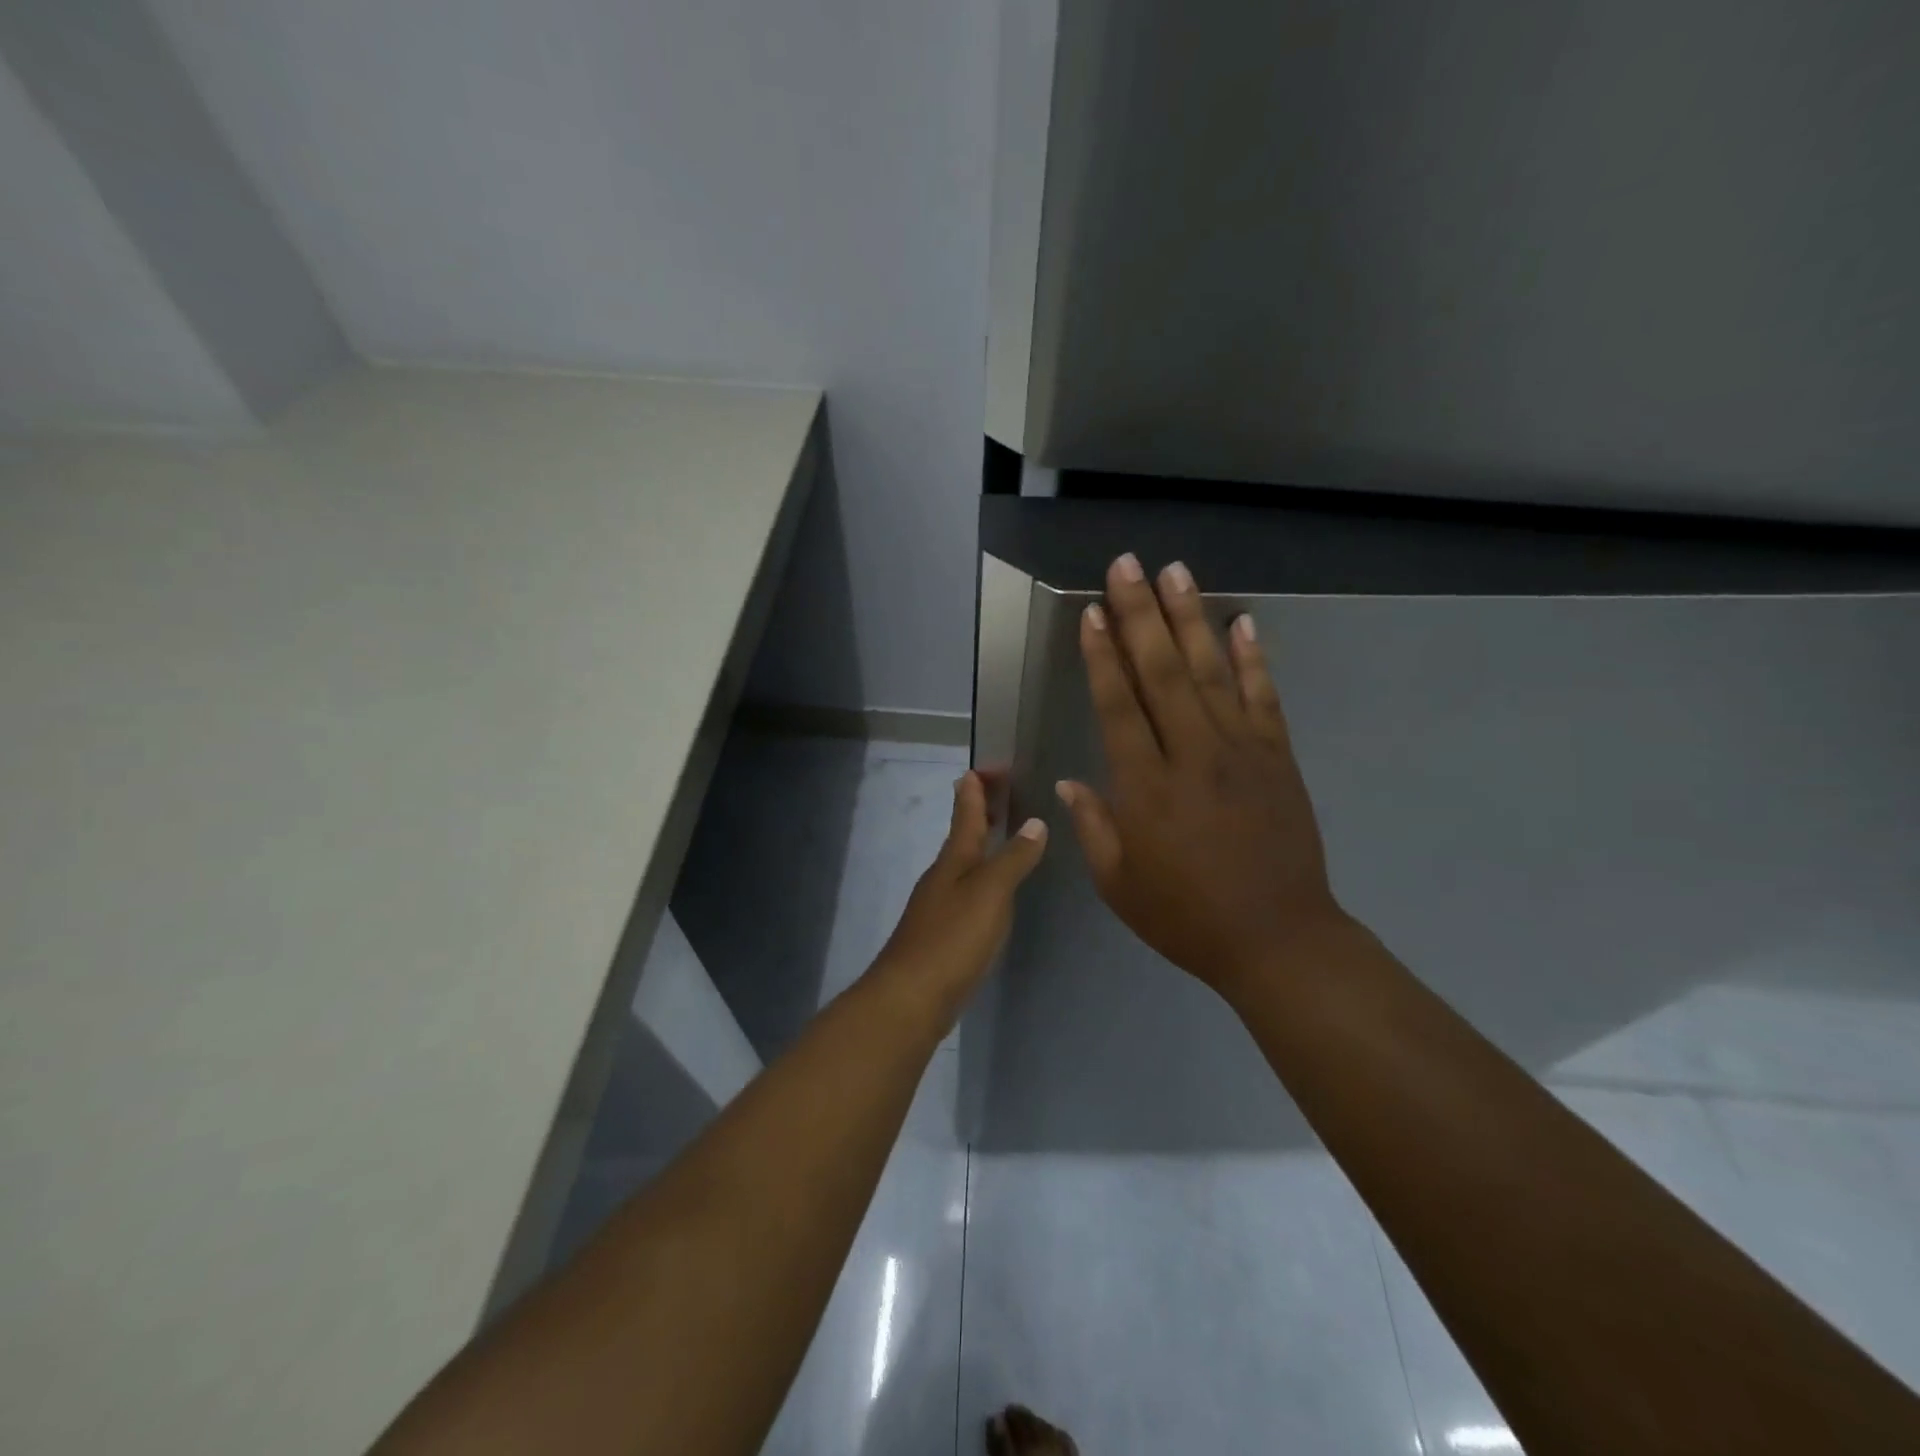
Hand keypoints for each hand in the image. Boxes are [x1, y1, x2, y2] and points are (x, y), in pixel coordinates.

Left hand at [871, 770, 1047, 1010]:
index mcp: (954, 859)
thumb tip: (1035, 822)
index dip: (976, 788)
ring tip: (1002, 832)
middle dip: (979, 809)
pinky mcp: (943, 932)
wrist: (910, 997)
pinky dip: (981, 875)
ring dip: (981, 842)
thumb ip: (1014, 858)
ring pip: (963, 861)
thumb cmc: (952, 938)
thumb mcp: (990, 893)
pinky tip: (992, 889)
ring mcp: (939, 904)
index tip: (984, 766)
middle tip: (998, 789)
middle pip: (963, 833)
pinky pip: (965, 889)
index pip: (966, 812)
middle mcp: (943, 875)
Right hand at [1057, 554, 1348, 995]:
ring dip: (1190, 619)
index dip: (1102, 656)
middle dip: (1139, 614)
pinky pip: (1263, 697)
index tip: (1091, 612)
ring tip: (1175, 572)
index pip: (1118, 706)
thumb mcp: (1119, 884)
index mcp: (1146, 788)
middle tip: (1126, 565)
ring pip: (1210, 672)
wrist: (1278, 939)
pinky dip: (1253, 658)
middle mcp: (1192, 755)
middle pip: (1161, 672)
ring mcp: (1241, 751)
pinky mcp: (1278, 758)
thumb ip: (1093, 828)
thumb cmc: (1186, 917)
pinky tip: (1242, 623)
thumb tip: (1070, 783)